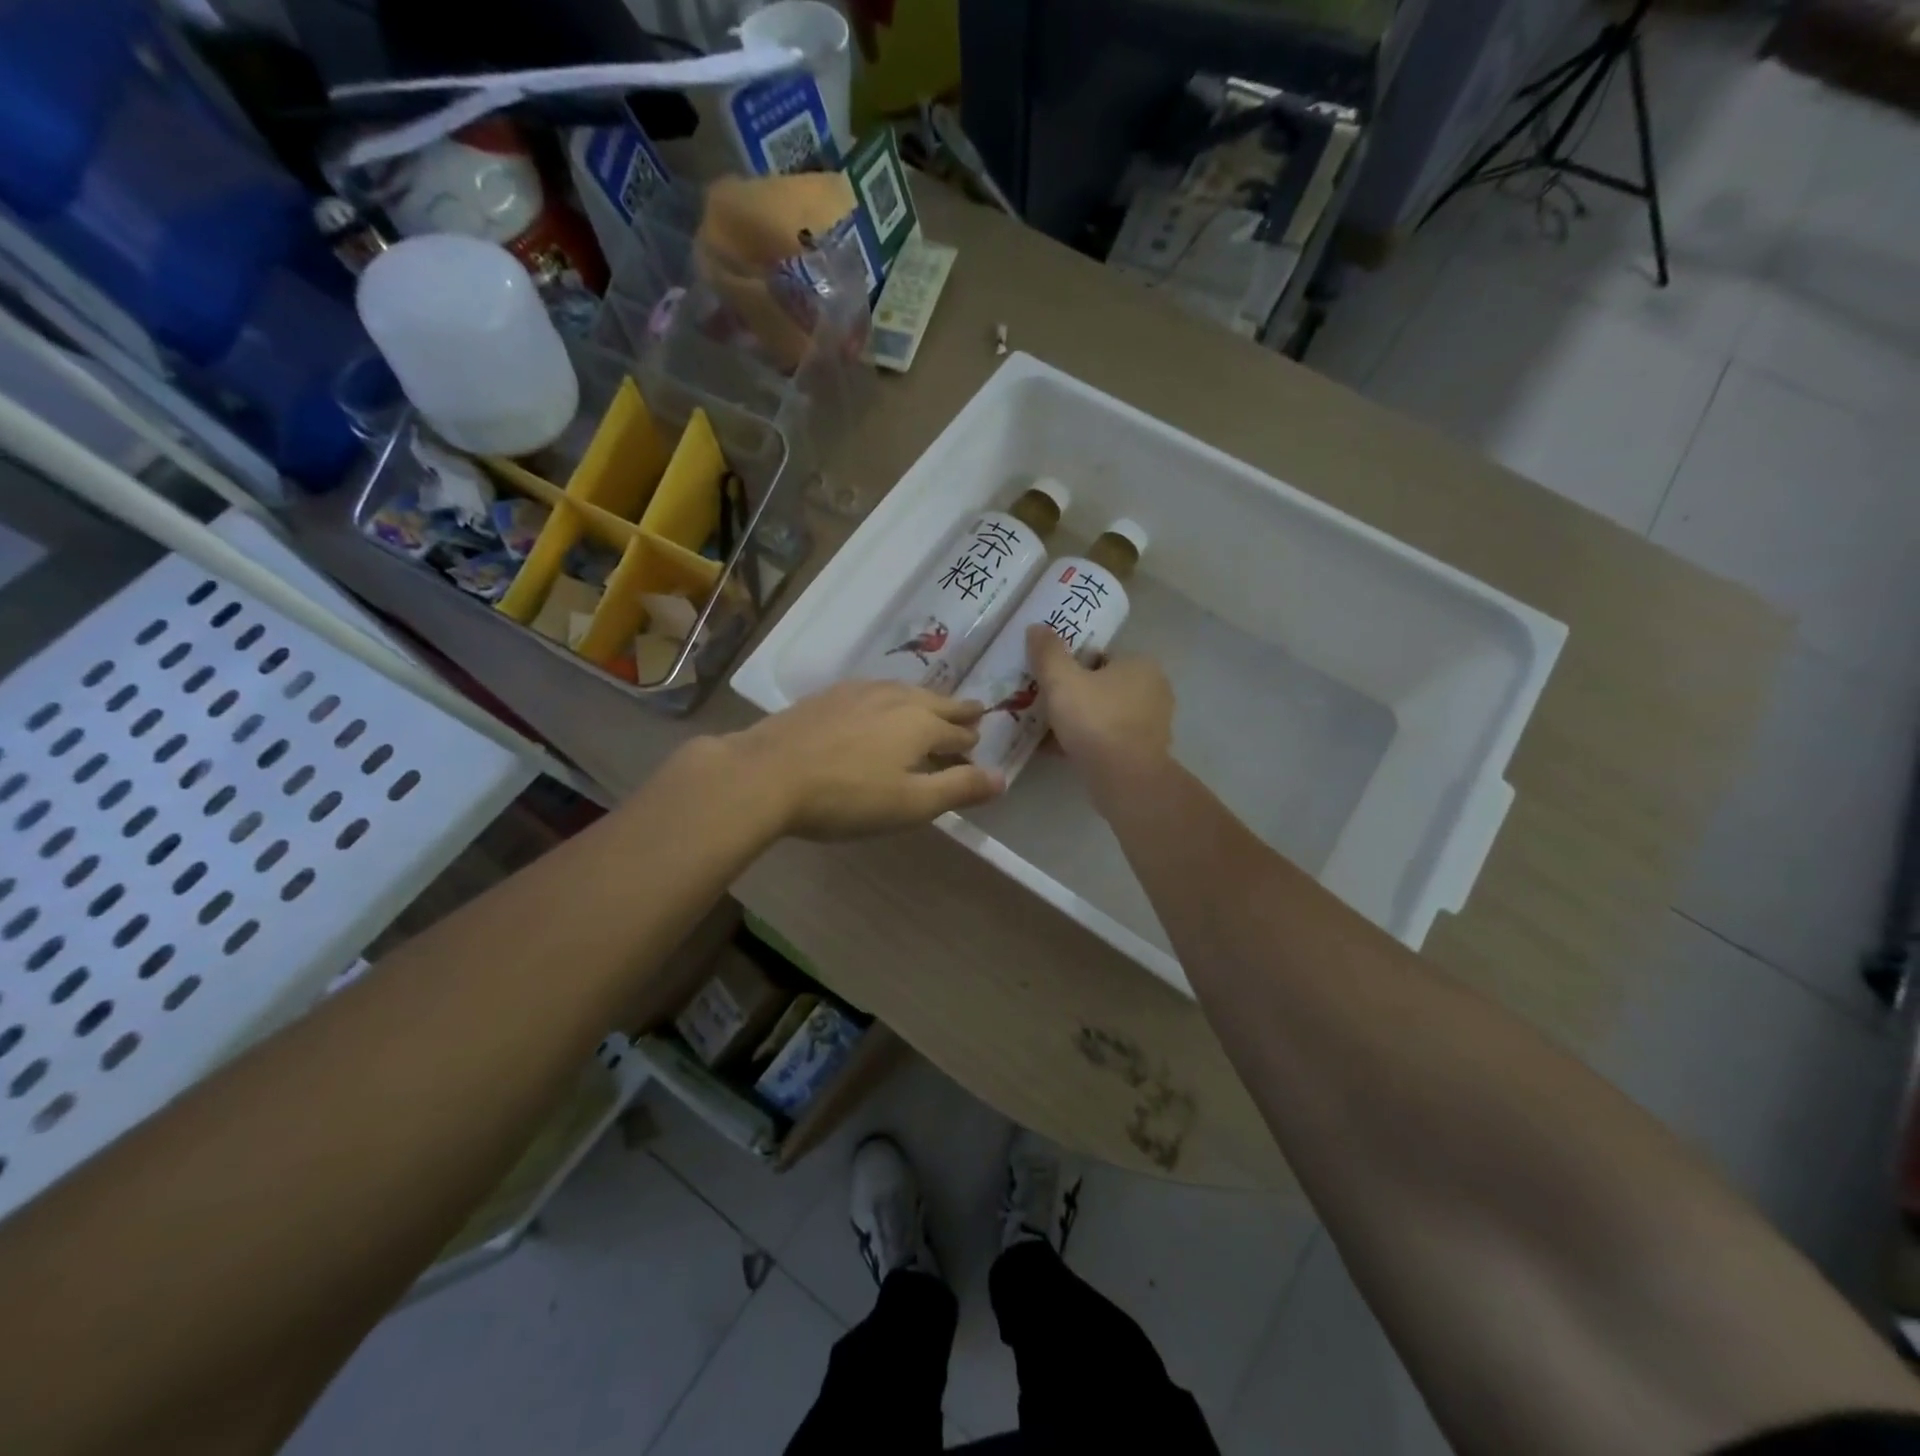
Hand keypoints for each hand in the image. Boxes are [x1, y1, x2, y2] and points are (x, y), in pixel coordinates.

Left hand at [722, 680, 1003, 839]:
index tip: (977, 745)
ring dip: (924, 701)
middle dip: (957, 710)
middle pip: (936, 702)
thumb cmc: (847, 797)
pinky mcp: (828, 696)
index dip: (970, 742)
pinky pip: (874, 691)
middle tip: (974, 710)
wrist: (767, 774)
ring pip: (905, 692)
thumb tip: (1002, 777)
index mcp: (921, 723)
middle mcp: (896, 698)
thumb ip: (959, 788)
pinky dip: (890, 699)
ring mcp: (859, 692)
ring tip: (930, 706)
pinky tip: (878, 705)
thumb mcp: (911, 804)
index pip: (958, 731)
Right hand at [1025, 625, 1174, 803]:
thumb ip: (1048, 653)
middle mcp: (1154, 690)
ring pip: (1105, 714)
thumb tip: (1036, 627)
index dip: (1072, 665)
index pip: (1101, 656)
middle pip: (1103, 686)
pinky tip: (1061, 750)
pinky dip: (1088, 742)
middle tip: (1045, 704)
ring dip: (1080, 720)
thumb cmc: (1096, 721)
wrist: (1125, 779)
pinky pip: (1109, 739)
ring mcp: (1152, 724)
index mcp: (1141, 664)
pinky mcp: (1145, 752)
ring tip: (1047, 729)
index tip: (1049, 679)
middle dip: (1075, 694)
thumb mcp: (1062, 681)